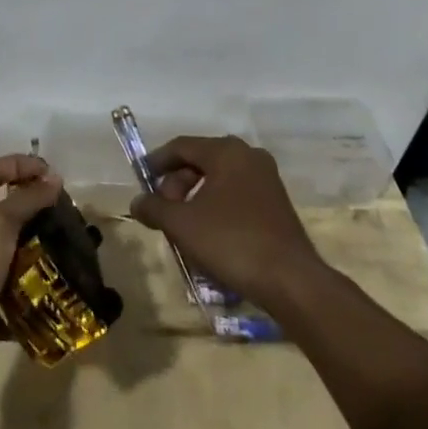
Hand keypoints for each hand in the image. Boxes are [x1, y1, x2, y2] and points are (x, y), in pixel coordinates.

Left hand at [0, 155, 58, 385]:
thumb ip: (27, 200)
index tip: (51, 174)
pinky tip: (61, 307)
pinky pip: (15, 307)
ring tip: (74, 269)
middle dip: (39, 220)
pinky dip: (35, 308)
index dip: (19, 165)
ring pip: (15, 264)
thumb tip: (53, 176)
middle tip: (72, 228)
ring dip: (42, 266)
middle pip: (8, 219)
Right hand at [129, 135, 328, 310]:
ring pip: (218, 179)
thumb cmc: (231, 242)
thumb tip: (136, 202)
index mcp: (226, 151)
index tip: (141, 182)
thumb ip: (154, 208)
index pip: (181, 146)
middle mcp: (249, 156)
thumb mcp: (182, 224)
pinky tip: (208, 235)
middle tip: (164, 212)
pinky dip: (215, 207)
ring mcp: (266, 180)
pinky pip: (235, 194)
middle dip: (176, 185)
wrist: (291, 281)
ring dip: (195, 198)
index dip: (156, 162)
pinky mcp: (276, 204)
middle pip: (200, 161)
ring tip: (183, 227)